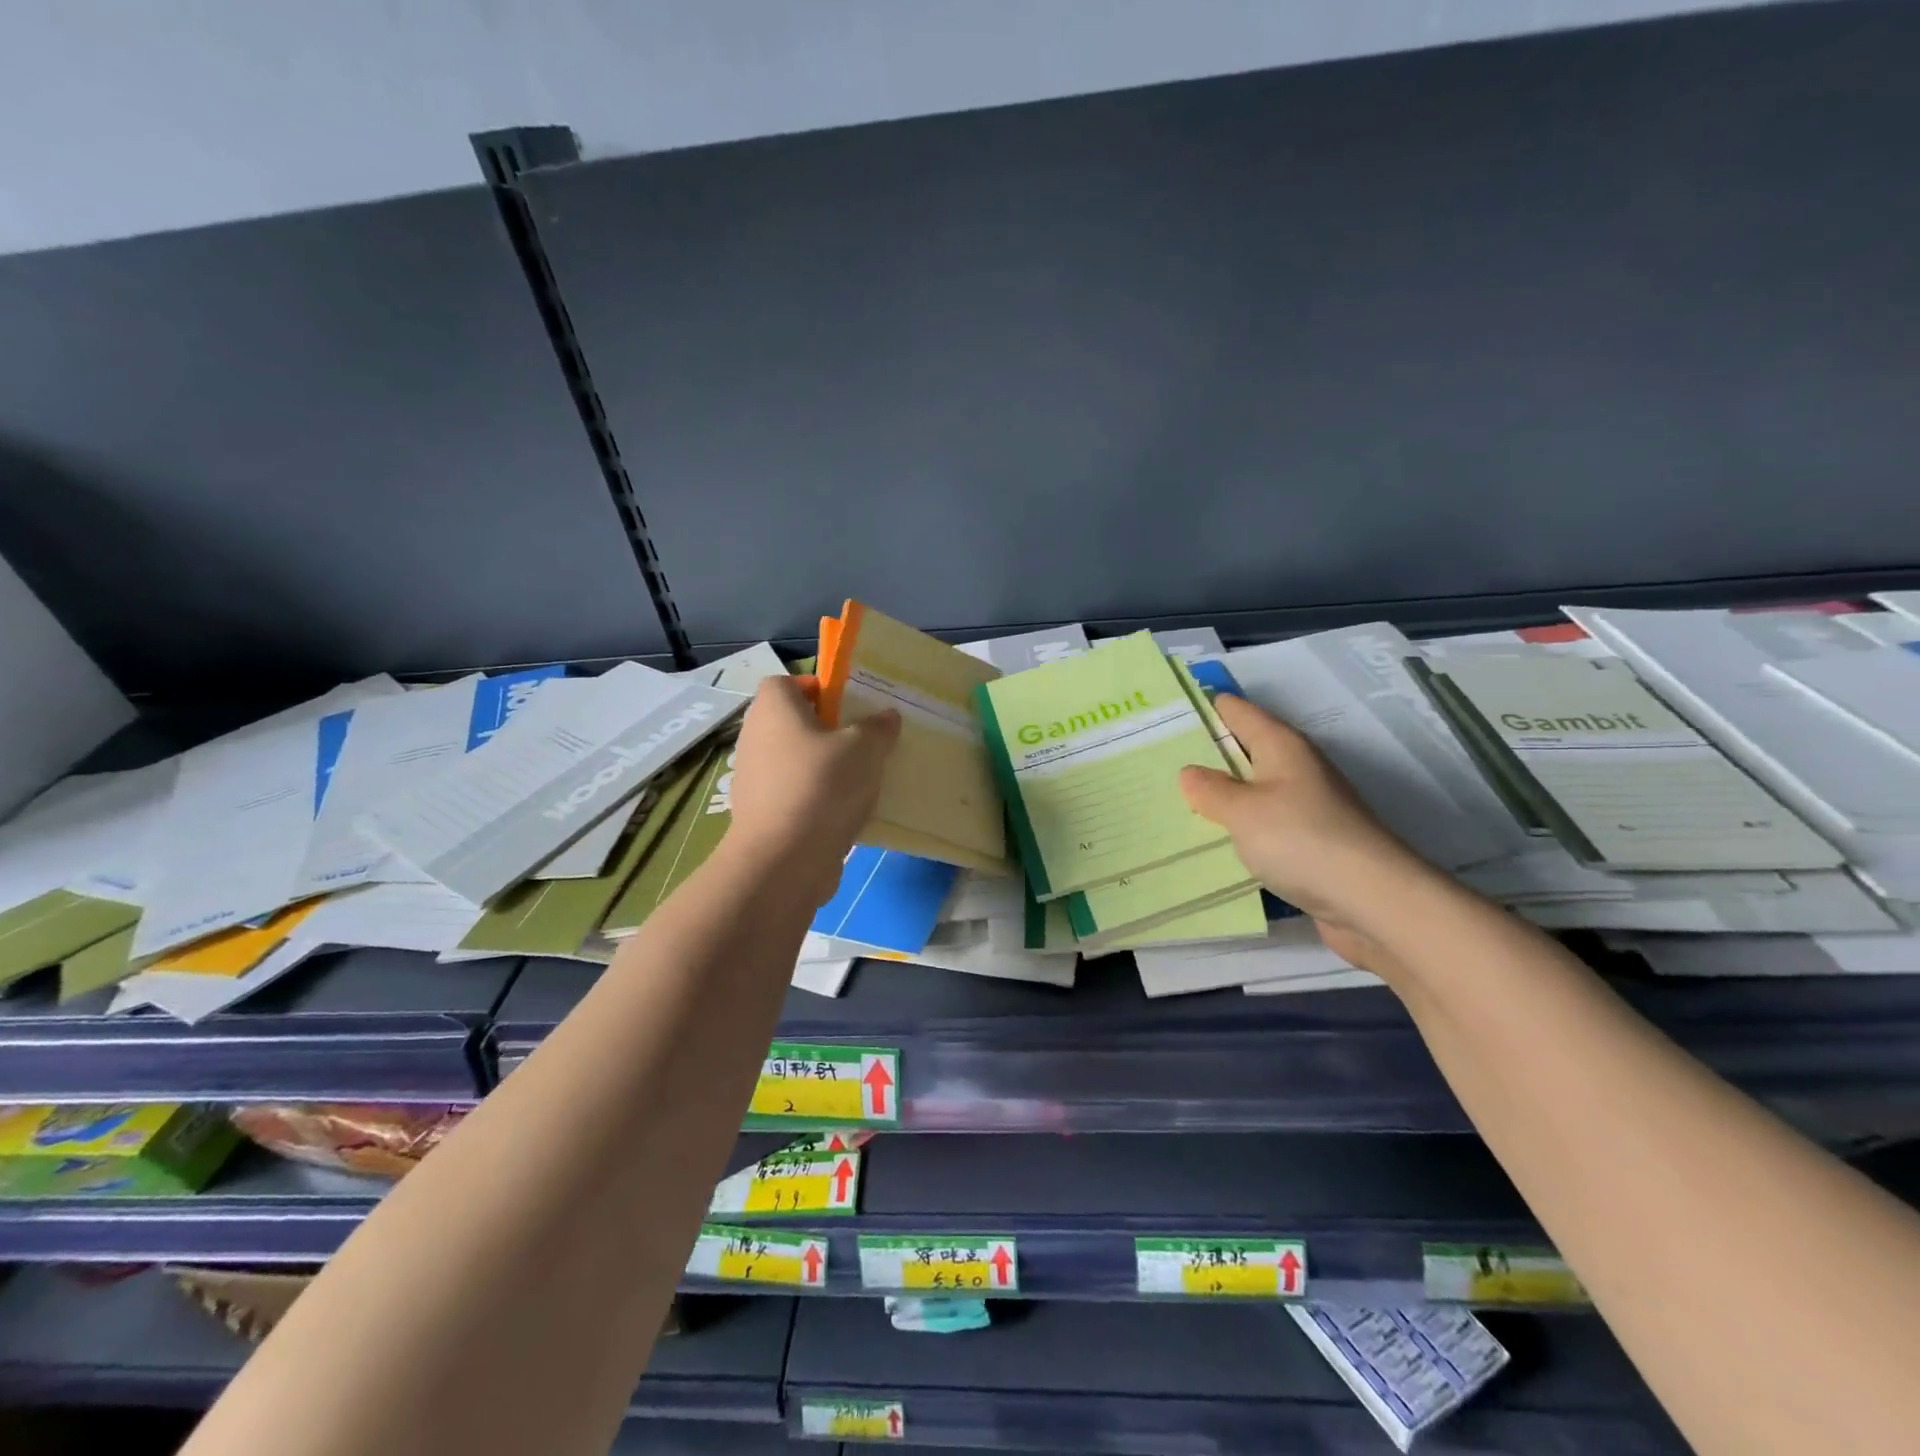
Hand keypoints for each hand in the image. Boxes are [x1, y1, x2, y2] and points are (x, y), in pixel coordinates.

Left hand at [724, 676, 899, 903]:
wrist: (783, 860)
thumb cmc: (822, 786)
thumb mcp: (865, 749)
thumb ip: (878, 728)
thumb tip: (886, 717)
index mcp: (774, 708)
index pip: (787, 683)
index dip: (816, 689)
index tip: (847, 708)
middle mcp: (755, 737)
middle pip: (791, 722)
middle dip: (825, 731)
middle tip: (860, 744)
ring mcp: (752, 777)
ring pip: (793, 761)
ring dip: (821, 768)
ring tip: (858, 782)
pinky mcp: (758, 813)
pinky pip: (792, 794)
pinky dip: (814, 799)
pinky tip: (842, 814)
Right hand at [1179, 694, 1433, 965]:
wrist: (1373, 902)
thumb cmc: (1302, 840)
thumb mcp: (1243, 811)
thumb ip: (1211, 790)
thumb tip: (1190, 773)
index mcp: (1282, 746)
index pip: (1237, 712)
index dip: (1204, 709)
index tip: (1164, 714)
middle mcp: (1296, 769)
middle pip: (1244, 751)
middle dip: (1204, 756)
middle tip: (1154, 761)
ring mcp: (1306, 807)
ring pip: (1252, 791)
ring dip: (1220, 797)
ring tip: (1173, 802)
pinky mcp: (1310, 844)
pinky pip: (1263, 827)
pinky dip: (1238, 829)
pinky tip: (1211, 842)